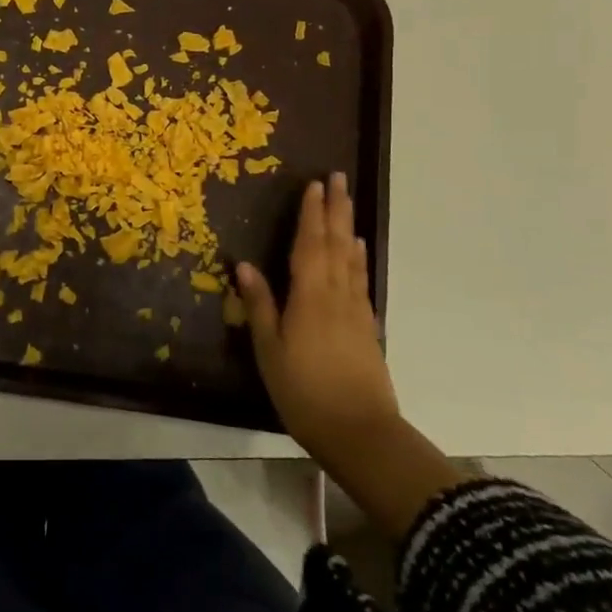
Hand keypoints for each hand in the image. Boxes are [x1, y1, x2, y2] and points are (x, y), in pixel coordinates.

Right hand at [236, 173, 398, 464]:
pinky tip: (358, 252)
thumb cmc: (304, 391)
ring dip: (348, 226)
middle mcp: (336, 294)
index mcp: (310, 296)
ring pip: (351, 258)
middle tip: (338, 178)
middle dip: (335, 208)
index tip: (313, 184)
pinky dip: (359, 259)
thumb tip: (244, 265)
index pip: (309, 244)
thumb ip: (260, 306)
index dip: (310, 213)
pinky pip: (361, 280)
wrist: (360, 433)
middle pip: (336, 243)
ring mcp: (355, 310)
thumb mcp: (270, 351)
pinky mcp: (367, 328)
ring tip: (347, 203)